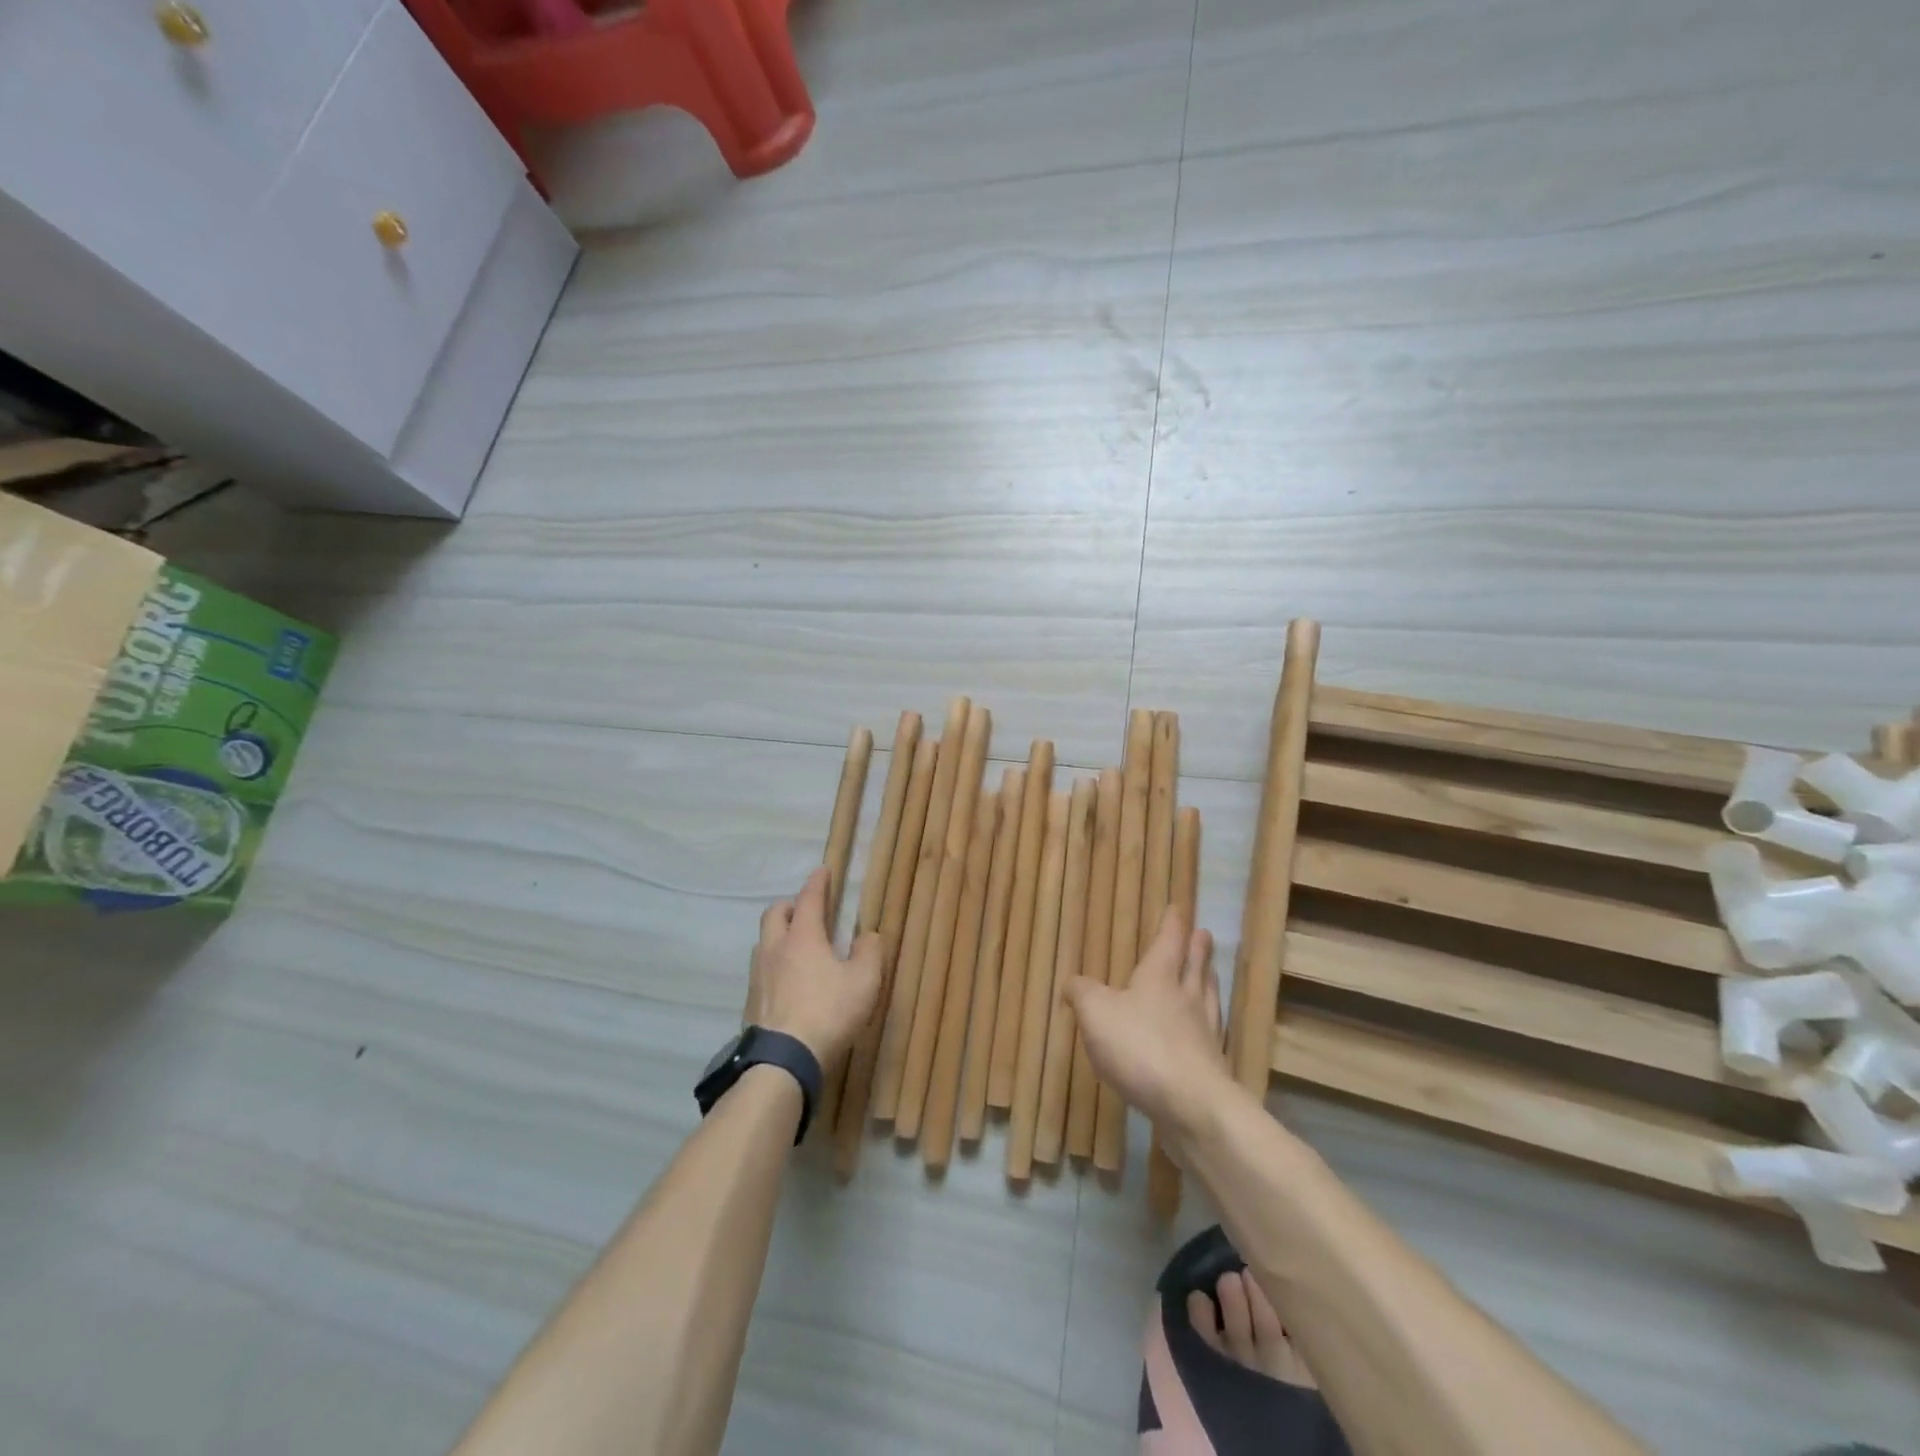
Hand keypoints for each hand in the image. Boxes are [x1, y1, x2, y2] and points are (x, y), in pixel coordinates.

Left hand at [745, 867, 882, 1065]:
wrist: (782, 1060)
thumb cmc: (828, 1012)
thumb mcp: (864, 982)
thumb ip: (869, 953)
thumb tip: (868, 936)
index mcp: (803, 937)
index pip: (809, 899)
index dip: (817, 882)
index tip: (823, 870)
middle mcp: (775, 948)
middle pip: (775, 913)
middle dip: (790, 906)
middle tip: (807, 911)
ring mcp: (758, 976)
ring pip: (764, 941)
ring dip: (779, 935)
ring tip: (797, 946)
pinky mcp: (751, 1002)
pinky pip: (762, 970)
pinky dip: (774, 965)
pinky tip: (787, 982)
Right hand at [1063, 907, 1237, 1137]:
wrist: (1191, 1106)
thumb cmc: (1140, 1047)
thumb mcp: (1096, 1013)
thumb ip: (1082, 993)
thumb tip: (1072, 982)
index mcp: (1160, 978)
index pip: (1168, 942)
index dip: (1172, 924)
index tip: (1179, 907)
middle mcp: (1186, 999)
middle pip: (1195, 967)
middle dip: (1197, 949)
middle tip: (1204, 934)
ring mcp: (1203, 1033)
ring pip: (1206, 997)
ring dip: (1207, 981)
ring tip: (1210, 972)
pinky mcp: (1210, 1067)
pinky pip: (1209, 1033)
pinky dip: (1207, 1023)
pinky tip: (1203, 1030)